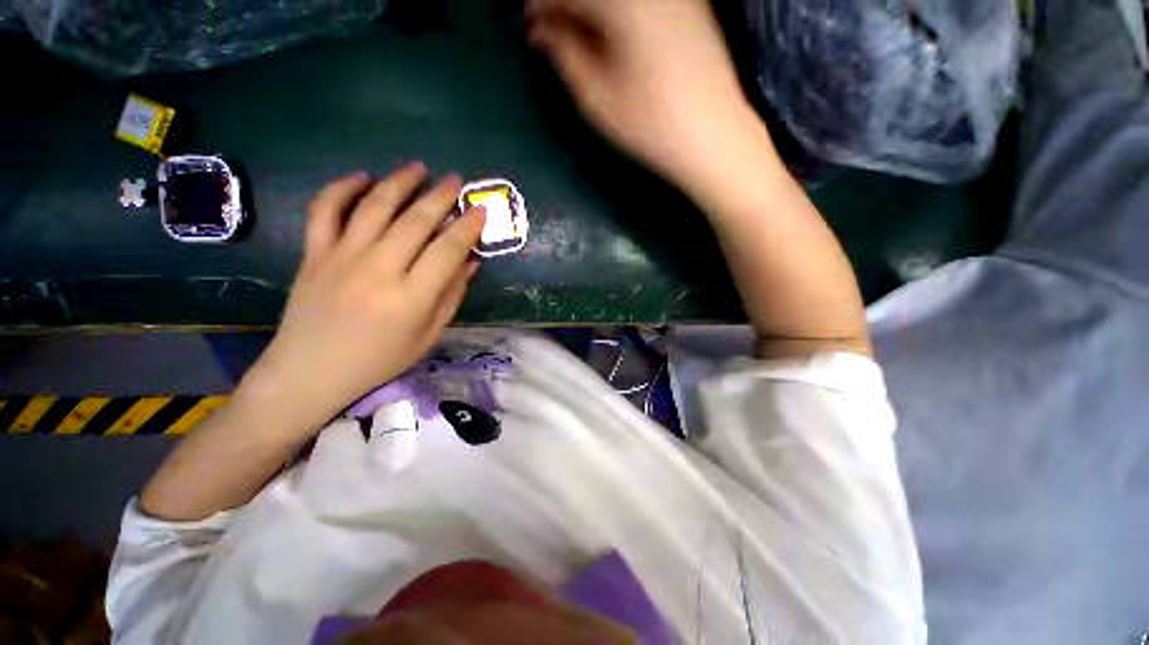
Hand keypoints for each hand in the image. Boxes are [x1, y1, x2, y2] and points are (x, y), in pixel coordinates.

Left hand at [245, 163, 485, 429]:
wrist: (310, 371)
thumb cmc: (379, 360)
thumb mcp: (428, 335)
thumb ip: (451, 296)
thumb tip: (471, 262)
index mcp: (411, 297)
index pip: (448, 250)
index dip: (468, 226)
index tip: (481, 209)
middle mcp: (378, 269)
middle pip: (415, 221)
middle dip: (440, 196)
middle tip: (456, 180)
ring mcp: (341, 257)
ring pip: (374, 206)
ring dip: (400, 182)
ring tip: (418, 168)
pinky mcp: (313, 253)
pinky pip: (325, 210)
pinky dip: (342, 188)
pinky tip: (362, 178)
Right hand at [526, 0, 762, 192]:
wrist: (714, 136)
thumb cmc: (649, 124)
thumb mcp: (595, 96)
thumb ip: (563, 51)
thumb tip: (540, 26)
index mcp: (619, 0)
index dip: (541, 6)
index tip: (530, 28)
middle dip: (565, 7)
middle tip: (551, 34)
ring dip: (590, 10)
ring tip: (579, 39)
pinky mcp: (689, 4)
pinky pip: (640, 1)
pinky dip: (616, 11)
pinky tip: (611, 35)